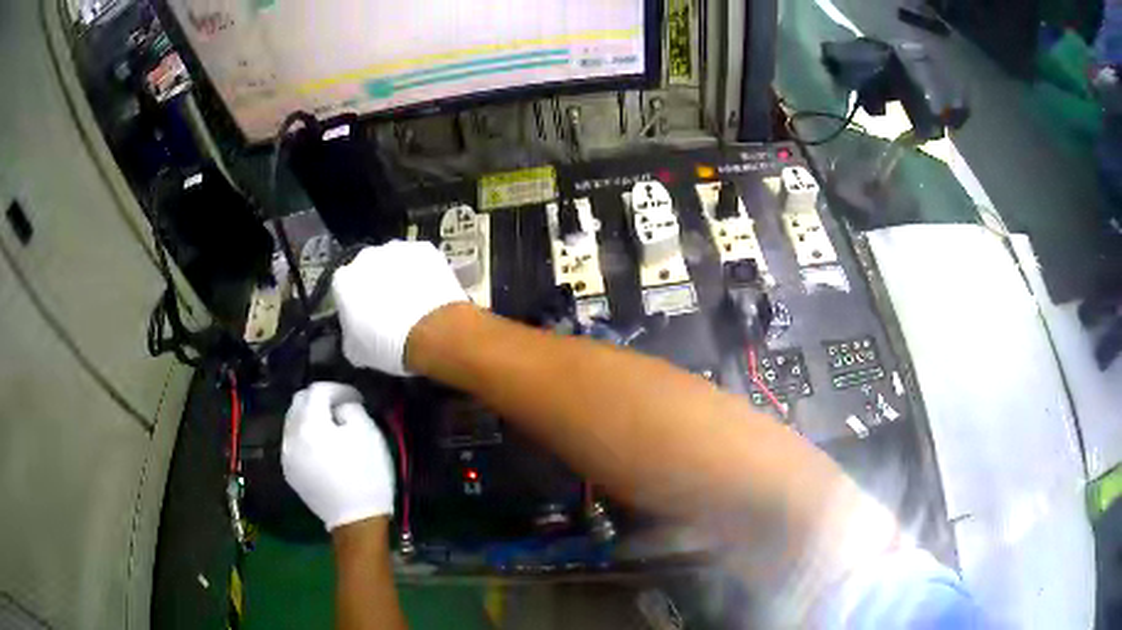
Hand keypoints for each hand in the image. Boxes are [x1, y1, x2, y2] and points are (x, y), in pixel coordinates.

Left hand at [281, 383, 395, 530]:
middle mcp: (290, 435)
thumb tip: (340, 407)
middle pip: (299, 402)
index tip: (356, 397)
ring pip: (293, 422)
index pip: (317, 390)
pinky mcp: (290, 472)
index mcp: (309, 423)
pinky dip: (305, 436)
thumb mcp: (367, 433)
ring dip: (310, 416)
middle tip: (342, 406)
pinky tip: (322, 447)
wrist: (356, 521)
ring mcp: (287, 455)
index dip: (338, 389)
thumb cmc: (366, 475)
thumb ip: (350, 408)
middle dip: (319, 399)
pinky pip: (293, 442)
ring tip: (331, 426)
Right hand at [332, 241, 467, 375]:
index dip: (354, 304)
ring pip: (395, 261)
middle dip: (376, 285)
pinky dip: (424, 272)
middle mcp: (366, 257)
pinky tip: (430, 292)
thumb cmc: (389, 344)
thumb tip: (353, 338)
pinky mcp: (425, 249)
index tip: (364, 317)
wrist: (431, 332)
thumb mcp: (356, 353)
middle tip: (390, 310)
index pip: (343, 288)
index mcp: (343, 280)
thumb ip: (349, 337)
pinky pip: (421, 259)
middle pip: (368, 269)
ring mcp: (397, 250)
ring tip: (413, 302)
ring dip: (400, 276)